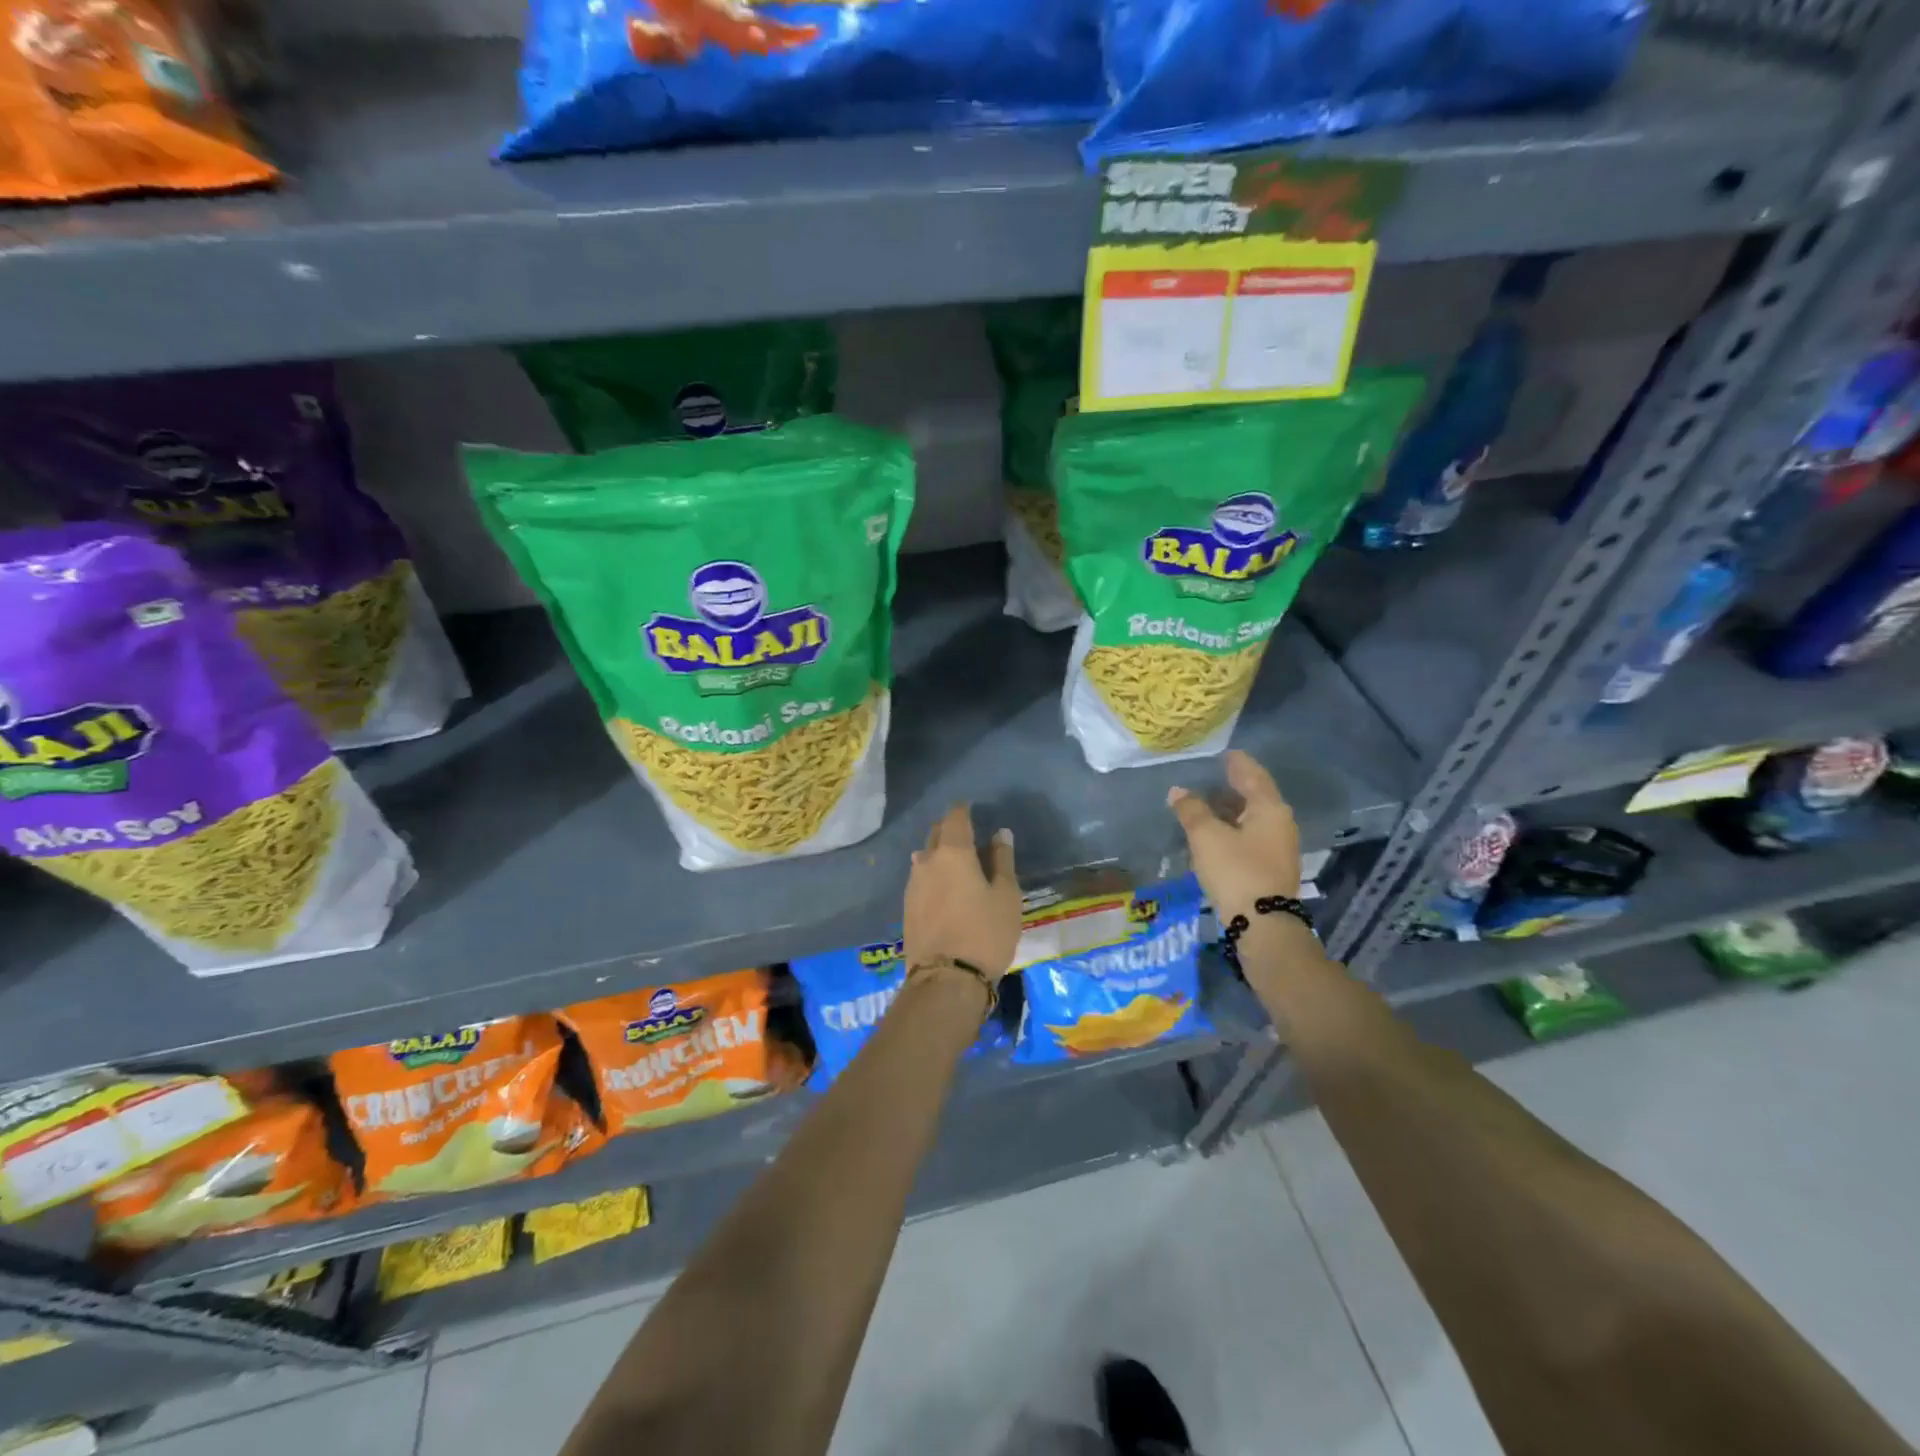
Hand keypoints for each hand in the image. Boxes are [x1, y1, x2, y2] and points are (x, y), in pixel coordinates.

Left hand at [904, 804, 1020, 978]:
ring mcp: (912, 885)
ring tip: (957, 862)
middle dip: (950, 829)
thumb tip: (1000, 833)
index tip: (972, 808)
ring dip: (939, 853)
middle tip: (968, 834)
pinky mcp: (907, 907)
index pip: (955, 817)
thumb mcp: (1006, 896)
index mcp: (953, 852)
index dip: (964, 810)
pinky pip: (921, 878)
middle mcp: (927, 861)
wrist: (945, 980)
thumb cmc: (985, 933)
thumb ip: (1002, 861)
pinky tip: (944, 886)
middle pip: (936, 834)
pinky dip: (933, 874)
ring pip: (925, 857)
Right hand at [1166, 750, 1301, 921]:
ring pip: (1254, 817)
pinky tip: (1217, 831)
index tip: (1223, 752)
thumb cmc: (1235, 871)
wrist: (1263, 924)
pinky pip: (1252, 835)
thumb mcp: (1206, 837)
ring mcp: (1279, 846)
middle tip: (1211, 775)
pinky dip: (1235, 826)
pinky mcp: (1272, 866)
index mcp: (1269, 808)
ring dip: (1232, 808)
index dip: (1236, 762)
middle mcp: (1280, 822)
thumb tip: (1178, 791)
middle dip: (1233, 785)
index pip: (1252, 774)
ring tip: (1208, 802)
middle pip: (1256, 795)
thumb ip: (1191, 810)